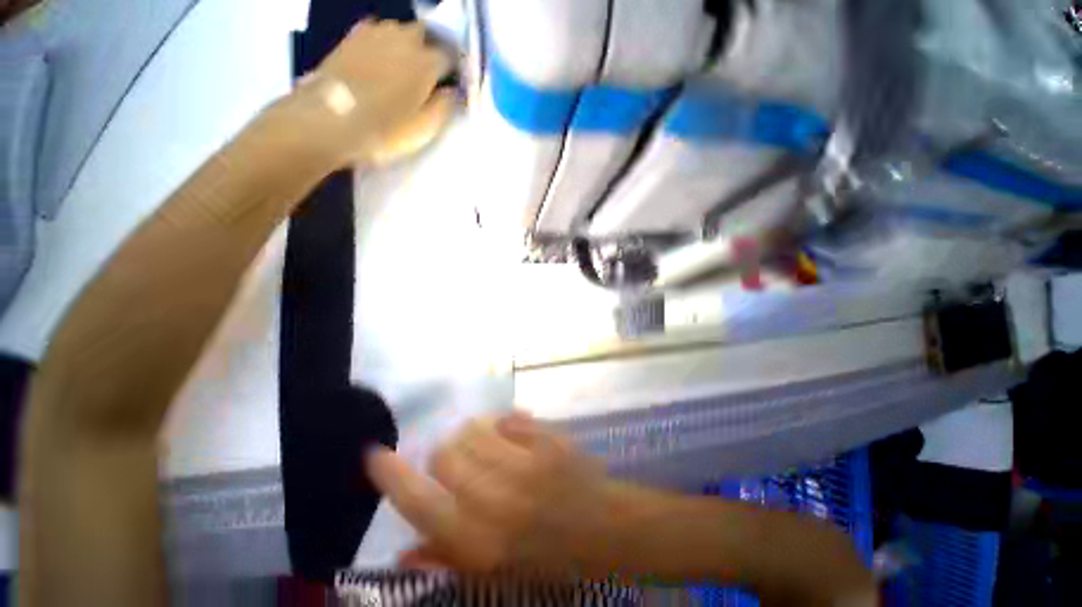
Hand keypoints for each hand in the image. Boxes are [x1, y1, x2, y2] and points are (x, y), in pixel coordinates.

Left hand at [290, 20, 455, 166]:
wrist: (329, 121)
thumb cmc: (384, 130)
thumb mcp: (424, 129)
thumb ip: (444, 108)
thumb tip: (451, 92)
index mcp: (425, 64)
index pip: (450, 57)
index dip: (453, 70)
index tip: (452, 84)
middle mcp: (403, 40)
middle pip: (424, 33)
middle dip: (429, 48)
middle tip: (428, 72)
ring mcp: (375, 34)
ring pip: (399, 29)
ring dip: (406, 43)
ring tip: (403, 65)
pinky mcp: (351, 37)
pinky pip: (375, 30)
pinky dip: (383, 41)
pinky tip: (380, 57)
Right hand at [367, 413, 623, 575]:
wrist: (605, 528)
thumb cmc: (549, 558)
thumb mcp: (496, 573)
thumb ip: (447, 557)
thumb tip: (402, 551)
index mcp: (479, 541)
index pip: (419, 503)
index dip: (392, 476)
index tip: (375, 454)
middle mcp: (497, 499)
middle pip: (446, 452)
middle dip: (446, 453)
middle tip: (461, 460)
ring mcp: (526, 464)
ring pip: (475, 428)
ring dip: (473, 434)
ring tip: (488, 446)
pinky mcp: (547, 439)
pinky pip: (508, 418)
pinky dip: (503, 424)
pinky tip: (513, 437)